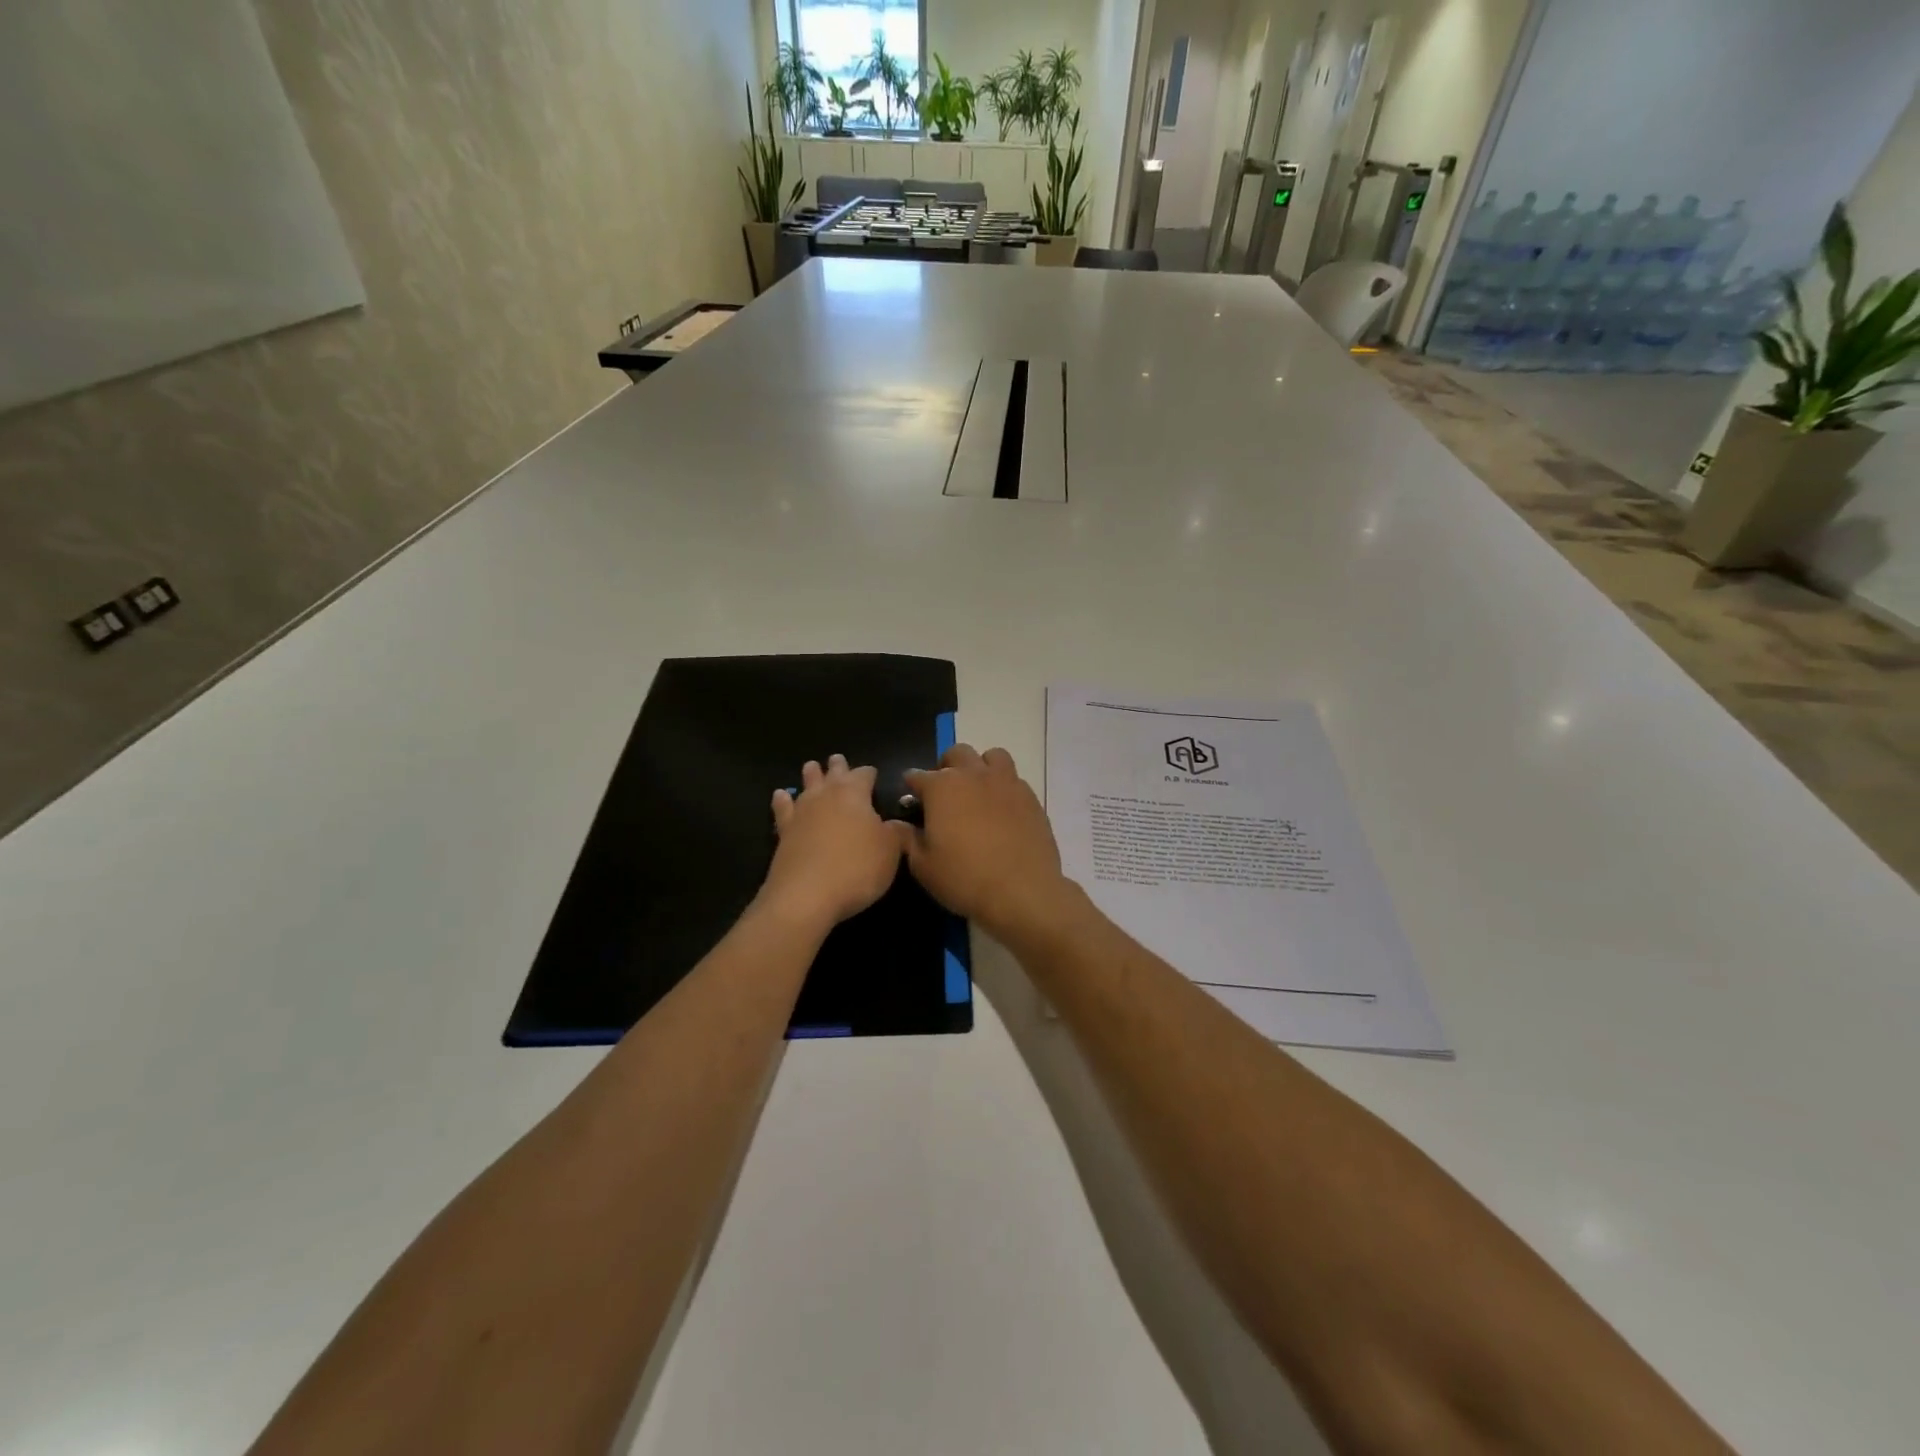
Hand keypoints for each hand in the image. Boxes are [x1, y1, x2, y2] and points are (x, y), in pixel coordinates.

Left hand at [759, 755, 902, 933]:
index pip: (864, 774)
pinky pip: (782, 808)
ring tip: (812, 767)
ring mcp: (801, 812)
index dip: (870, 773)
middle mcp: (826, 795)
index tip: (874, 774)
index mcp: (855, 794)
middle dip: (838, 766)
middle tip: (838, 759)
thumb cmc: (856, 869)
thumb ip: (897, 832)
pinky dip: (782, 800)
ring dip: (811, 775)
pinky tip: (780, 795)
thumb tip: (899, 823)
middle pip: (833, 773)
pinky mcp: (783, 832)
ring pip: (806, 785)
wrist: (805, 896)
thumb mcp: (890, 852)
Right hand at [896, 744, 1072, 942]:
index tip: (911, 802)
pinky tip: (1002, 810)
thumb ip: (907, 839)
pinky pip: (1014, 779)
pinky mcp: (1030, 796)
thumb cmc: (964, 878)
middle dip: (946, 767)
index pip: (917, 776)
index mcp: (942, 787)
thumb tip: (895, 823)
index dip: (911, 787)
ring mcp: (1006, 782)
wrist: (1023, 891)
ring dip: (980, 767)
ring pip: (991, 756)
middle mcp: (973, 775)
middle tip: (944, 793)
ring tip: (978, 791)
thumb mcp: (924, 866)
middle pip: (956, 754)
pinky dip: (1003, 786)